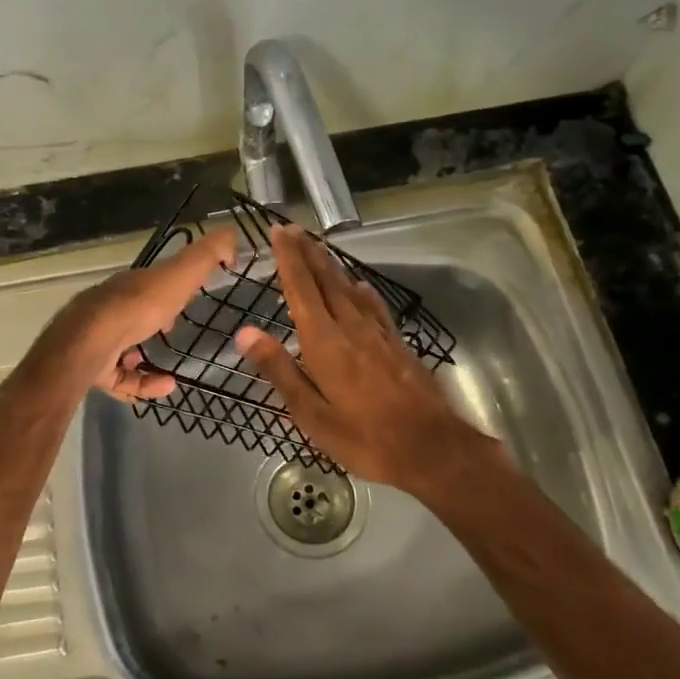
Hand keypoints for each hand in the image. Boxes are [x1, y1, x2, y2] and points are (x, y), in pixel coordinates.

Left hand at [40, 227, 237, 401]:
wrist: (91, 342)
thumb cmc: (138, 306)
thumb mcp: (179, 274)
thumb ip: (206, 255)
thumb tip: (231, 235)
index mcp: (131, 285)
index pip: (150, 283)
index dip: (169, 287)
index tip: (188, 298)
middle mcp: (111, 309)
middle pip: (134, 314)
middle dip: (153, 322)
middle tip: (176, 331)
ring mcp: (98, 340)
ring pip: (123, 348)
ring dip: (146, 357)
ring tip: (173, 369)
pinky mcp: (94, 369)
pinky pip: (122, 379)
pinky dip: (144, 383)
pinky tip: (166, 387)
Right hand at [234, 224, 488, 494]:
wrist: (433, 449)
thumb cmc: (364, 438)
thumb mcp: (312, 414)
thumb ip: (280, 370)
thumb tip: (246, 333)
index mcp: (325, 343)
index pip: (302, 289)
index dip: (289, 259)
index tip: (278, 232)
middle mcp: (351, 328)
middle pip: (326, 281)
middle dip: (308, 253)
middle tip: (293, 229)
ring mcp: (378, 334)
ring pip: (350, 289)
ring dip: (331, 265)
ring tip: (317, 247)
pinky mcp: (398, 344)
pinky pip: (374, 306)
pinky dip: (361, 290)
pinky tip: (360, 286)